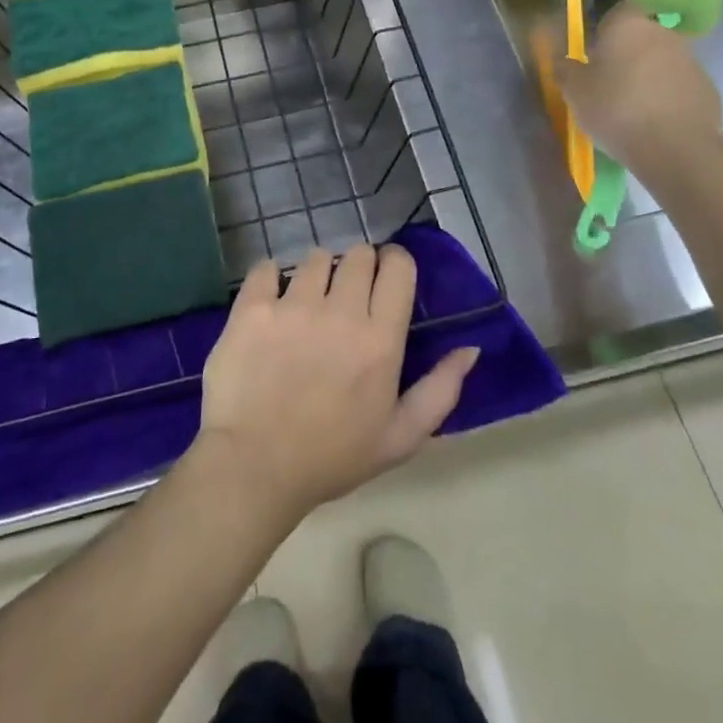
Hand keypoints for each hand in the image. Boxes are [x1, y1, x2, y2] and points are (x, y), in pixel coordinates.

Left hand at [196, 245, 479, 520]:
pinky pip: (266, 268)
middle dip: (358, 267)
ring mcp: (293, 306)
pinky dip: (271, 278)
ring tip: (308, 301)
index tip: (386, 277)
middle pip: (358, 255)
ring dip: (317, 273)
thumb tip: (470, 349)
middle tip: (347, 295)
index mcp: (380, 340)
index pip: (398, 267)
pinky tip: (271, 301)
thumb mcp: (400, 437)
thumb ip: (441, 390)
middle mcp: (340, 312)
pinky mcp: (252, 308)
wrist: (254, 467)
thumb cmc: (332, 457)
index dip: (395, 263)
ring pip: (314, 258)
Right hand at [560, 4, 722, 174]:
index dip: (604, 30)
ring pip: (660, 62)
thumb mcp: (574, 92)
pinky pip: (678, 86)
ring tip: (631, 109)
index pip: (617, 12)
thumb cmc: (616, 109)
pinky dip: (666, 98)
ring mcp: (690, 61)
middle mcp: (663, 34)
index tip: (593, 53)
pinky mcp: (707, 88)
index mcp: (628, 26)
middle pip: (640, 37)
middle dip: (625, 55)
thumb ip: (566, 70)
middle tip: (607, 84)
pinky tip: (654, 123)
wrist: (676, 148)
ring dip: (647, 77)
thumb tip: (564, 61)